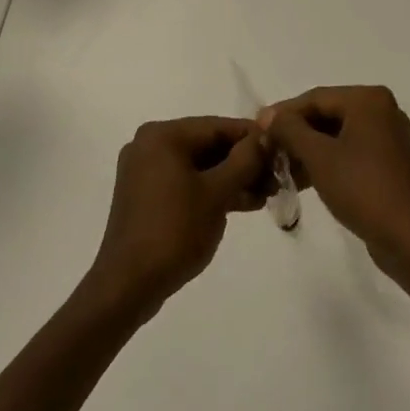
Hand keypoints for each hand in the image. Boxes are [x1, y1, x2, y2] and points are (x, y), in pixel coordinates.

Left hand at [86, 117, 269, 319]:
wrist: (129, 284)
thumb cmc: (175, 230)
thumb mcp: (217, 193)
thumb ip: (244, 160)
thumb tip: (264, 137)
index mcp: (163, 135)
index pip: (218, 126)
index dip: (252, 138)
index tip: (281, 150)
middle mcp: (150, 145)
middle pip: (208, 144)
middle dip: (243, 162)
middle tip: (276, 177)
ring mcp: (146, 171)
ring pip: (199, 166)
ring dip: (231, 178)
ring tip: (265, 195)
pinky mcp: (146, 195)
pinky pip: (186, 182)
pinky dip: (211, 190)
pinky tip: (243, 203)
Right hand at [260, 86, 409, 282]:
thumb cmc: (362, 188)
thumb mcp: (319, 157)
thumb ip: (290, 130)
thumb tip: (267, 115)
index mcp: (368, 100)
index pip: (316, 98)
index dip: (283, 113)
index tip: (256, 129)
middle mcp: (382, 110)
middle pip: (327, 114)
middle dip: (295, 133)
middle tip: (266, 149)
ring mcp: (388, 137)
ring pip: (337, 135)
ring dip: (308, 149)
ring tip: (278, 167)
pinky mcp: (389, 163)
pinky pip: (350, 151)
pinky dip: (327, 161)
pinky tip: (302, 179)